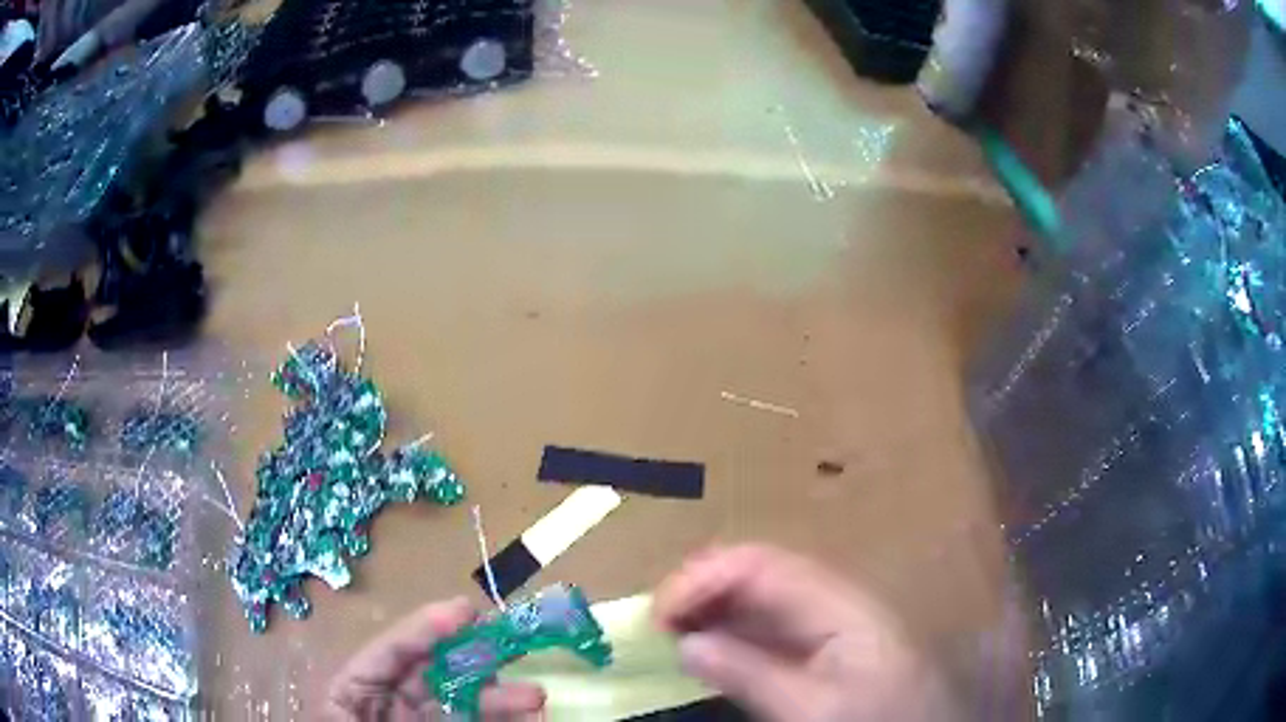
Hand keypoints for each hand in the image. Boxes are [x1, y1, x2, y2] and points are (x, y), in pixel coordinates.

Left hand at [325, 597, 545, 720]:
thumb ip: (418, 713)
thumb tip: (469, 705)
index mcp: (350, 693)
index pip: (388, 652)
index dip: (425, 629)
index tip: (466, 613)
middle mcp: (383, 704)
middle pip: (429, 674)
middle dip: (473, 661)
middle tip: (514, 649)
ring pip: (457, 704)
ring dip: (496, 697)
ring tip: (535, 697)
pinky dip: (495, 721)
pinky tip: (524, 720)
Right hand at [655, 545, 956, 721]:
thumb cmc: (875, 719)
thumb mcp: (813, 709)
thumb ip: (751, 675)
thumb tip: (688, 643)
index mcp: (838, 605)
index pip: (761, 565)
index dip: (703, 577)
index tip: (658, 613)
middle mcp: (831, 600)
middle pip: (757, 572)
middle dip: (701, 588)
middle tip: (656, 624)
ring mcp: (827, 621)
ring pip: (758, 597)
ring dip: (710, 608)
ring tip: (669, 634)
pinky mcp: (822, 644)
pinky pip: (767, 626)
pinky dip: (729, 632)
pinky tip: (707, 649)